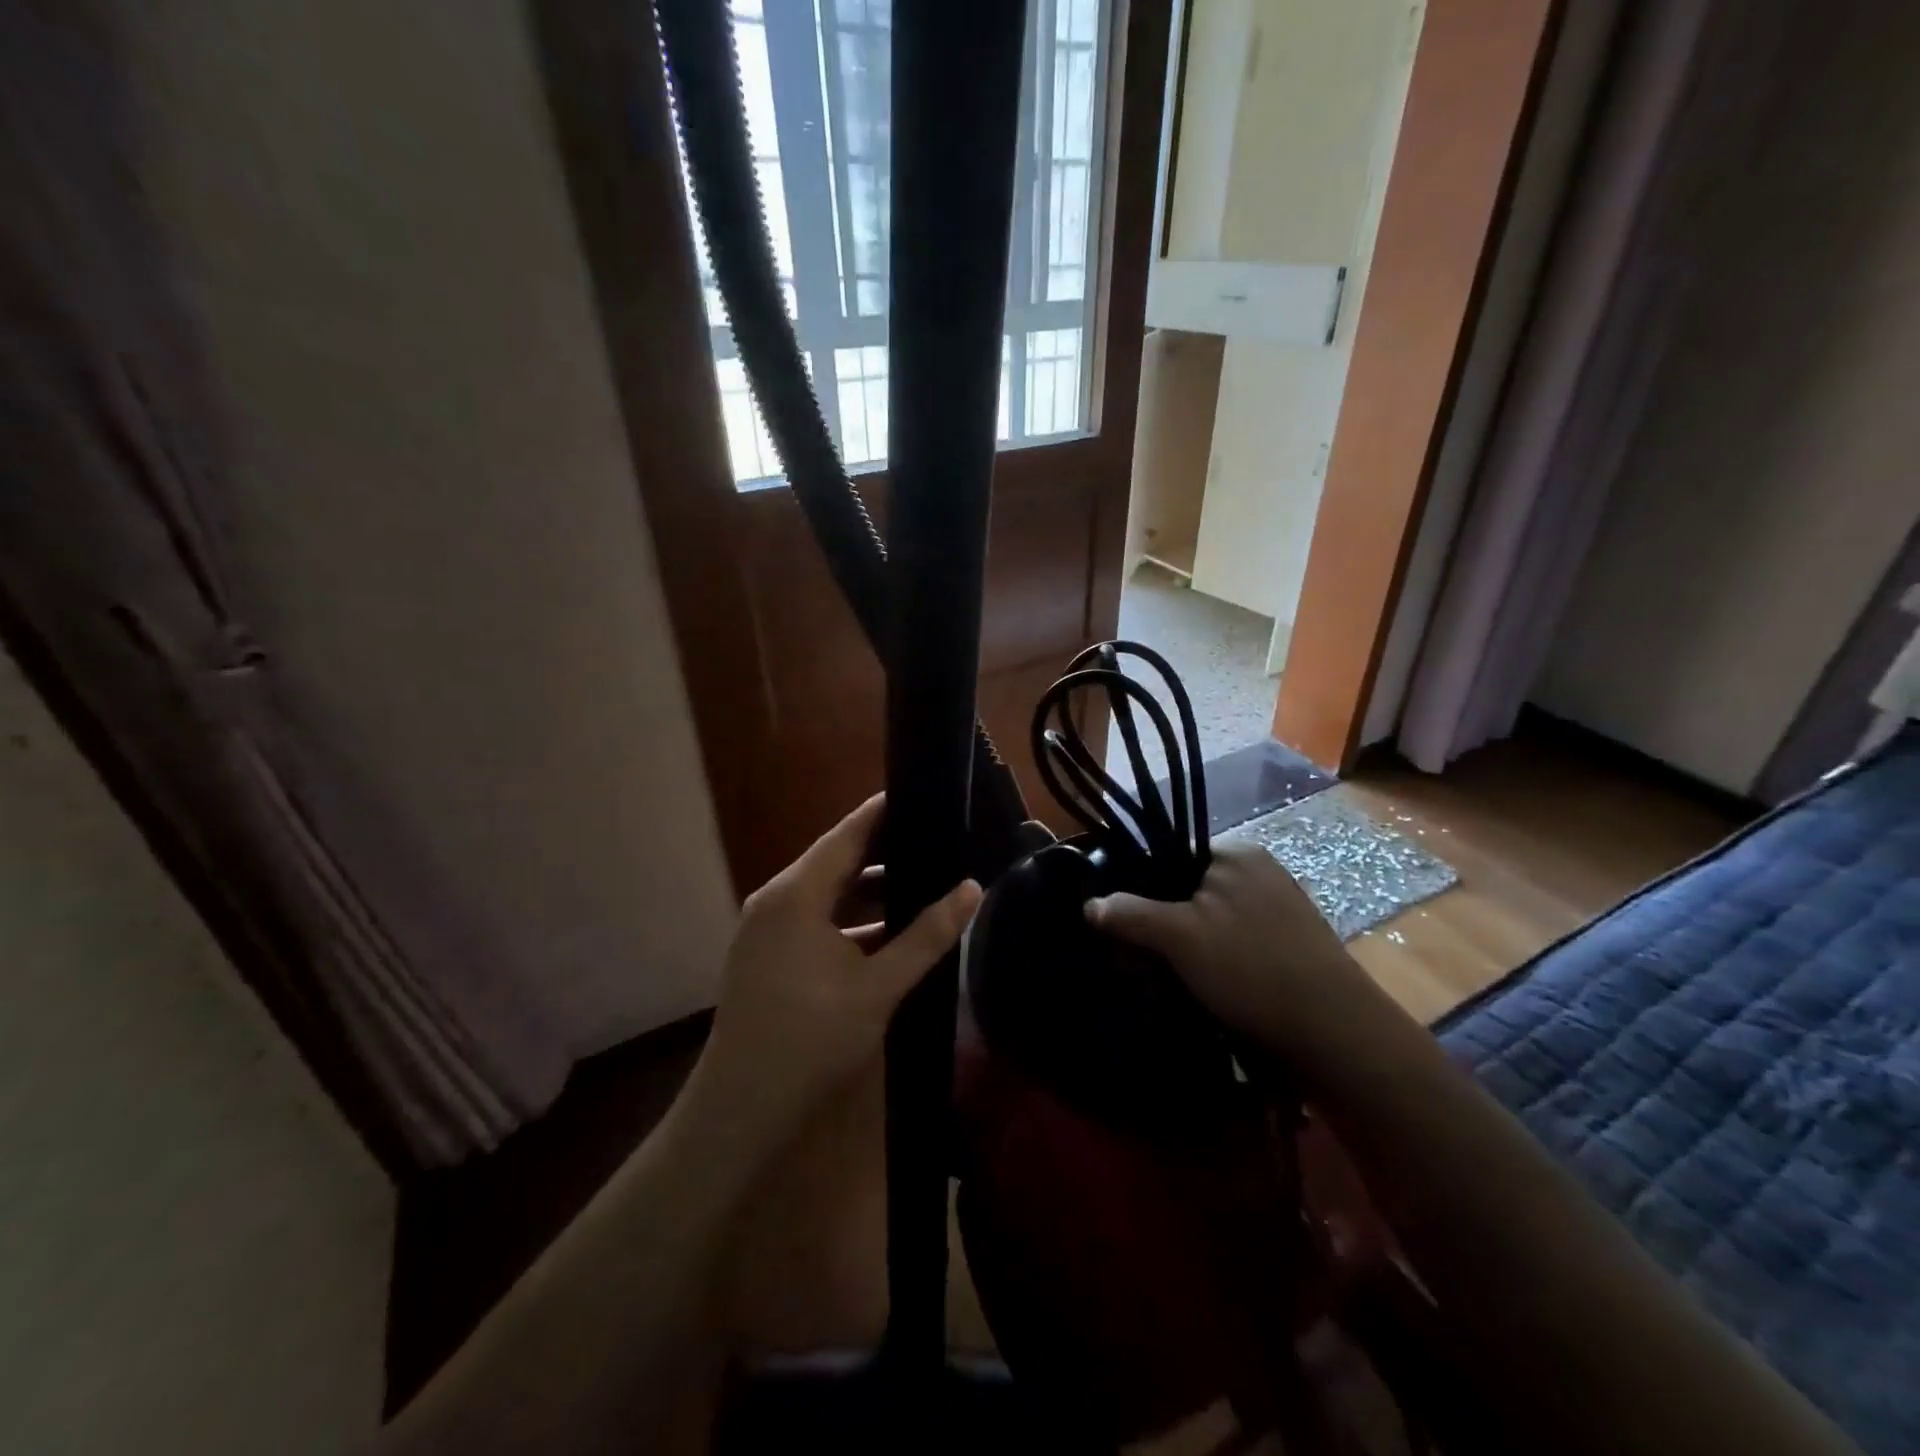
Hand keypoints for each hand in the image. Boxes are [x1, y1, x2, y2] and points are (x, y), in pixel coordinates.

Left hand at [692, 794, 980, 1151]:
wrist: (739, 1112)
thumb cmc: (810, 1040)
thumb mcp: (878, 987)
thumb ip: (927, 936)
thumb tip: (972, 887)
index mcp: (795, 895)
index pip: (847, 833)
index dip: (884, 811)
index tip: (923, 794)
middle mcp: (775, 901)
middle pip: (836, 860)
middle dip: (885, 851)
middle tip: (936, 839)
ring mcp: (767, 930)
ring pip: (827, 894)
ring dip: (869, 890)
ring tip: (922, 881)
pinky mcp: (767, 955)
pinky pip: (815, 919)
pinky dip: (850, 919)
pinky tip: (888, 932)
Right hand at [1086, 841, 1404, 1085]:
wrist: (1336, 1034)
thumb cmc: (1251, 968)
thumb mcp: (1179, 937)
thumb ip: (1130, 915)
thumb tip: (1090, 905)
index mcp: (1235, 853)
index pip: (1168, 859)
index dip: (1140, 894)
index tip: (1125, 934)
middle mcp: (1258, 873)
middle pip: (1185, 894)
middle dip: (1161, 932)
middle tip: (1149, 971)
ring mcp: (1278, 910)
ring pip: (1207, 926)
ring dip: (1185, 955)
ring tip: (1177, 989)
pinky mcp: (1289, 947)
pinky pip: (1234, 947)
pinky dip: (1214, 968)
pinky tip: (1209, 996)